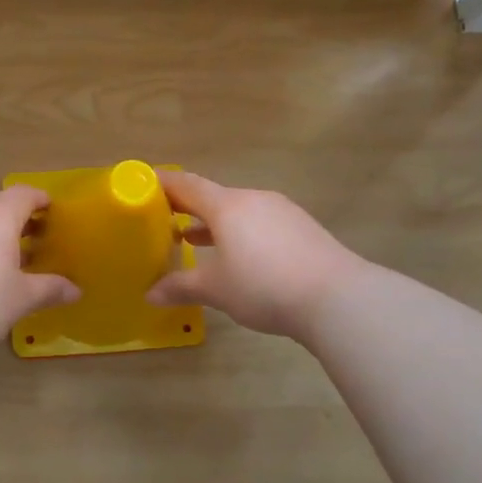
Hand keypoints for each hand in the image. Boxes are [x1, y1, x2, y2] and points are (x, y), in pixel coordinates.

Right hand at [147, 172, 361, 340]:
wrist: (337, 297)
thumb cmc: (264, 286)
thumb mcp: (216, 290)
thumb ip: (180, 287)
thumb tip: (150, 294)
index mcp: (227, 206)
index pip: (187, 185)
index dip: (163, 184)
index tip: (144, 184)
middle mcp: (254, 200)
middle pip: (213, 197)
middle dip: (187, 208)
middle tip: (163, 220)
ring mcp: (282, 212)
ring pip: (238, 211)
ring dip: (214, 224)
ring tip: (194, 240)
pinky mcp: (302, 229)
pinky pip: (260, 223)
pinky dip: (240, 234)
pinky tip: (239, 256)